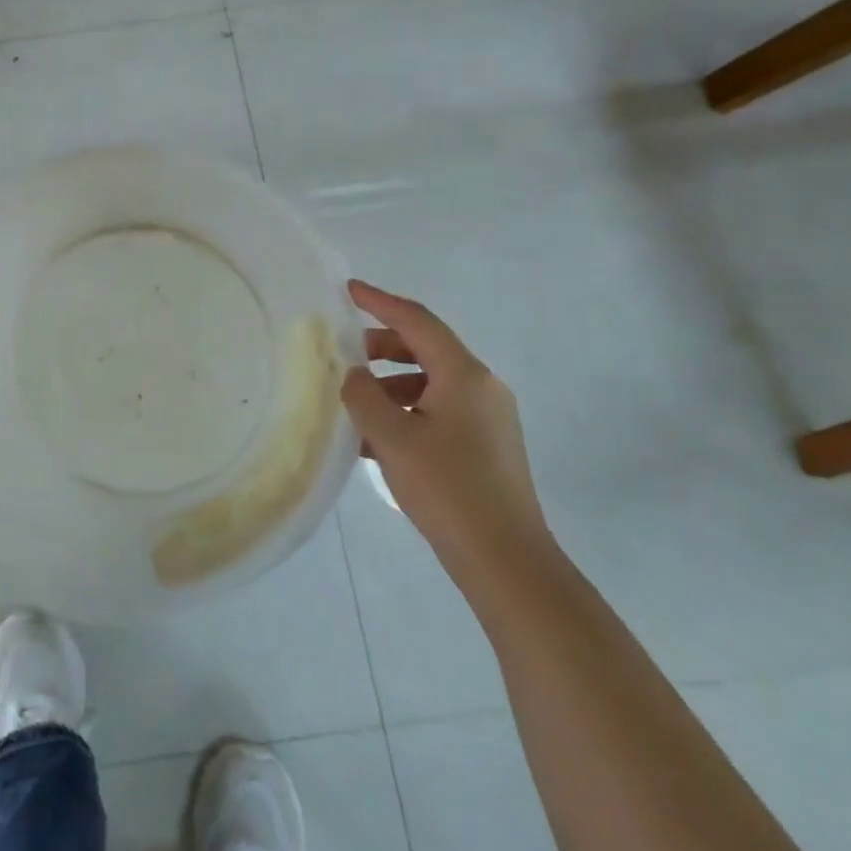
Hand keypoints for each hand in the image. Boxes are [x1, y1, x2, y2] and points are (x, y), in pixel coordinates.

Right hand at [341, 279, 550, 585]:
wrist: (506, 560)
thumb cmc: (447, 489)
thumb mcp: (391, 437)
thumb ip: (363, 396)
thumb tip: (353, 376)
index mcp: (463, 374)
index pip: (417, 320)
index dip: (379, 301)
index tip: (347, 290)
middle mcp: (481, 386)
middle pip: (425, 348)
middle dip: (381, 347)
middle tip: (343, 355)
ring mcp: (488, 417)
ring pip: (430, 382)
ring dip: (390, 384)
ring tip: (354, 405)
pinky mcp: (486, 444)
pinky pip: (438, 409)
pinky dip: (406, 410)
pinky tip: (377, 439)